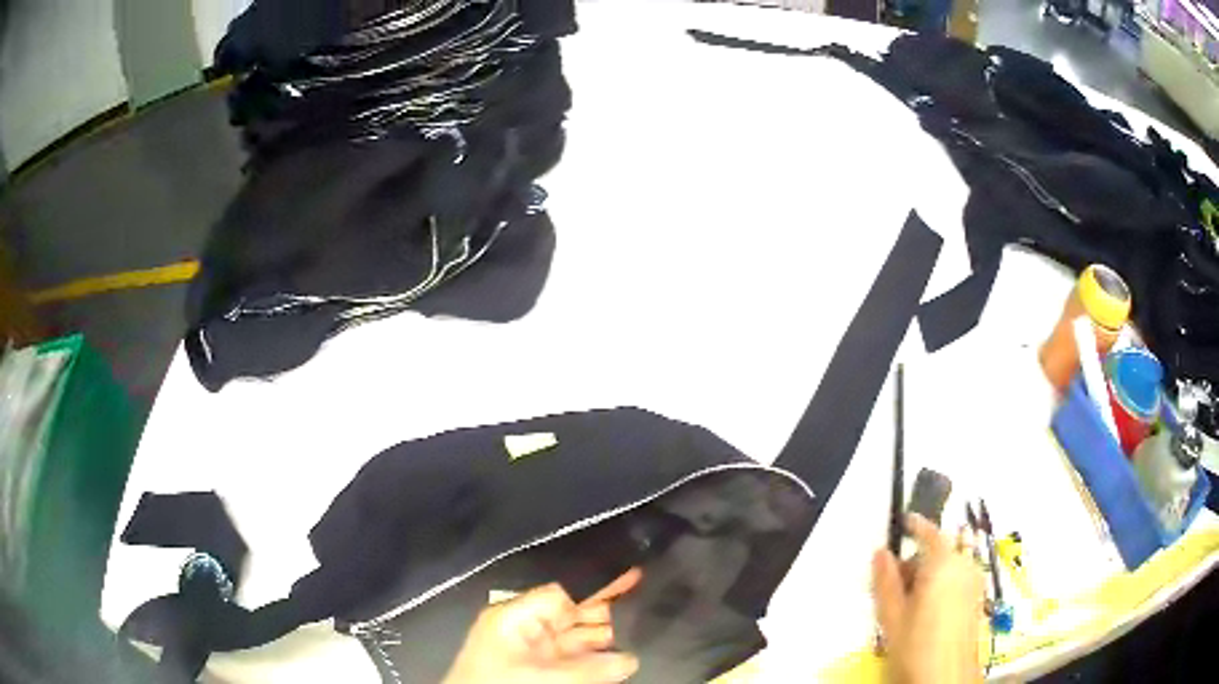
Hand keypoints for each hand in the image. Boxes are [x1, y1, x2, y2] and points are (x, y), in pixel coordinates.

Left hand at [443, 569, 642, 683]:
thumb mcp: (539, 676)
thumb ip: (587, 669)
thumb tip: (631, 659)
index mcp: (515, 617)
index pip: (562, 593)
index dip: (596, 585)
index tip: (633, 575)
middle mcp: (524, 628)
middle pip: (572, 613)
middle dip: (606, 609)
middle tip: (646, 599)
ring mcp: (532, 651)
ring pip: (576, 637)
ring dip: (605, 636)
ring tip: (642, 629)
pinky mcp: (538, 669)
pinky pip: (573, 658)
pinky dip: (595, 658)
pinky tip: (620, 657)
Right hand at [872, 514, 984, 683]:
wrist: (946, 678)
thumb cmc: (916, 646)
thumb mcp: (892, 616)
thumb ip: (886, 581)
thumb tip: (881, 552)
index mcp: (943, 564)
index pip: (930, 532)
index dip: (915, 525)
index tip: (902, 521)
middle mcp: (965, 566)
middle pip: (940, 550)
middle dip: (918, 560)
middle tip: (895, 584)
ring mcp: (975, 582)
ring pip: (950, 565)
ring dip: (931, 573)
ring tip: (909, 602)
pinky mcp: (978, 599)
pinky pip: (959, 579)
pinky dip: (943, 584)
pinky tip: (928, 611)